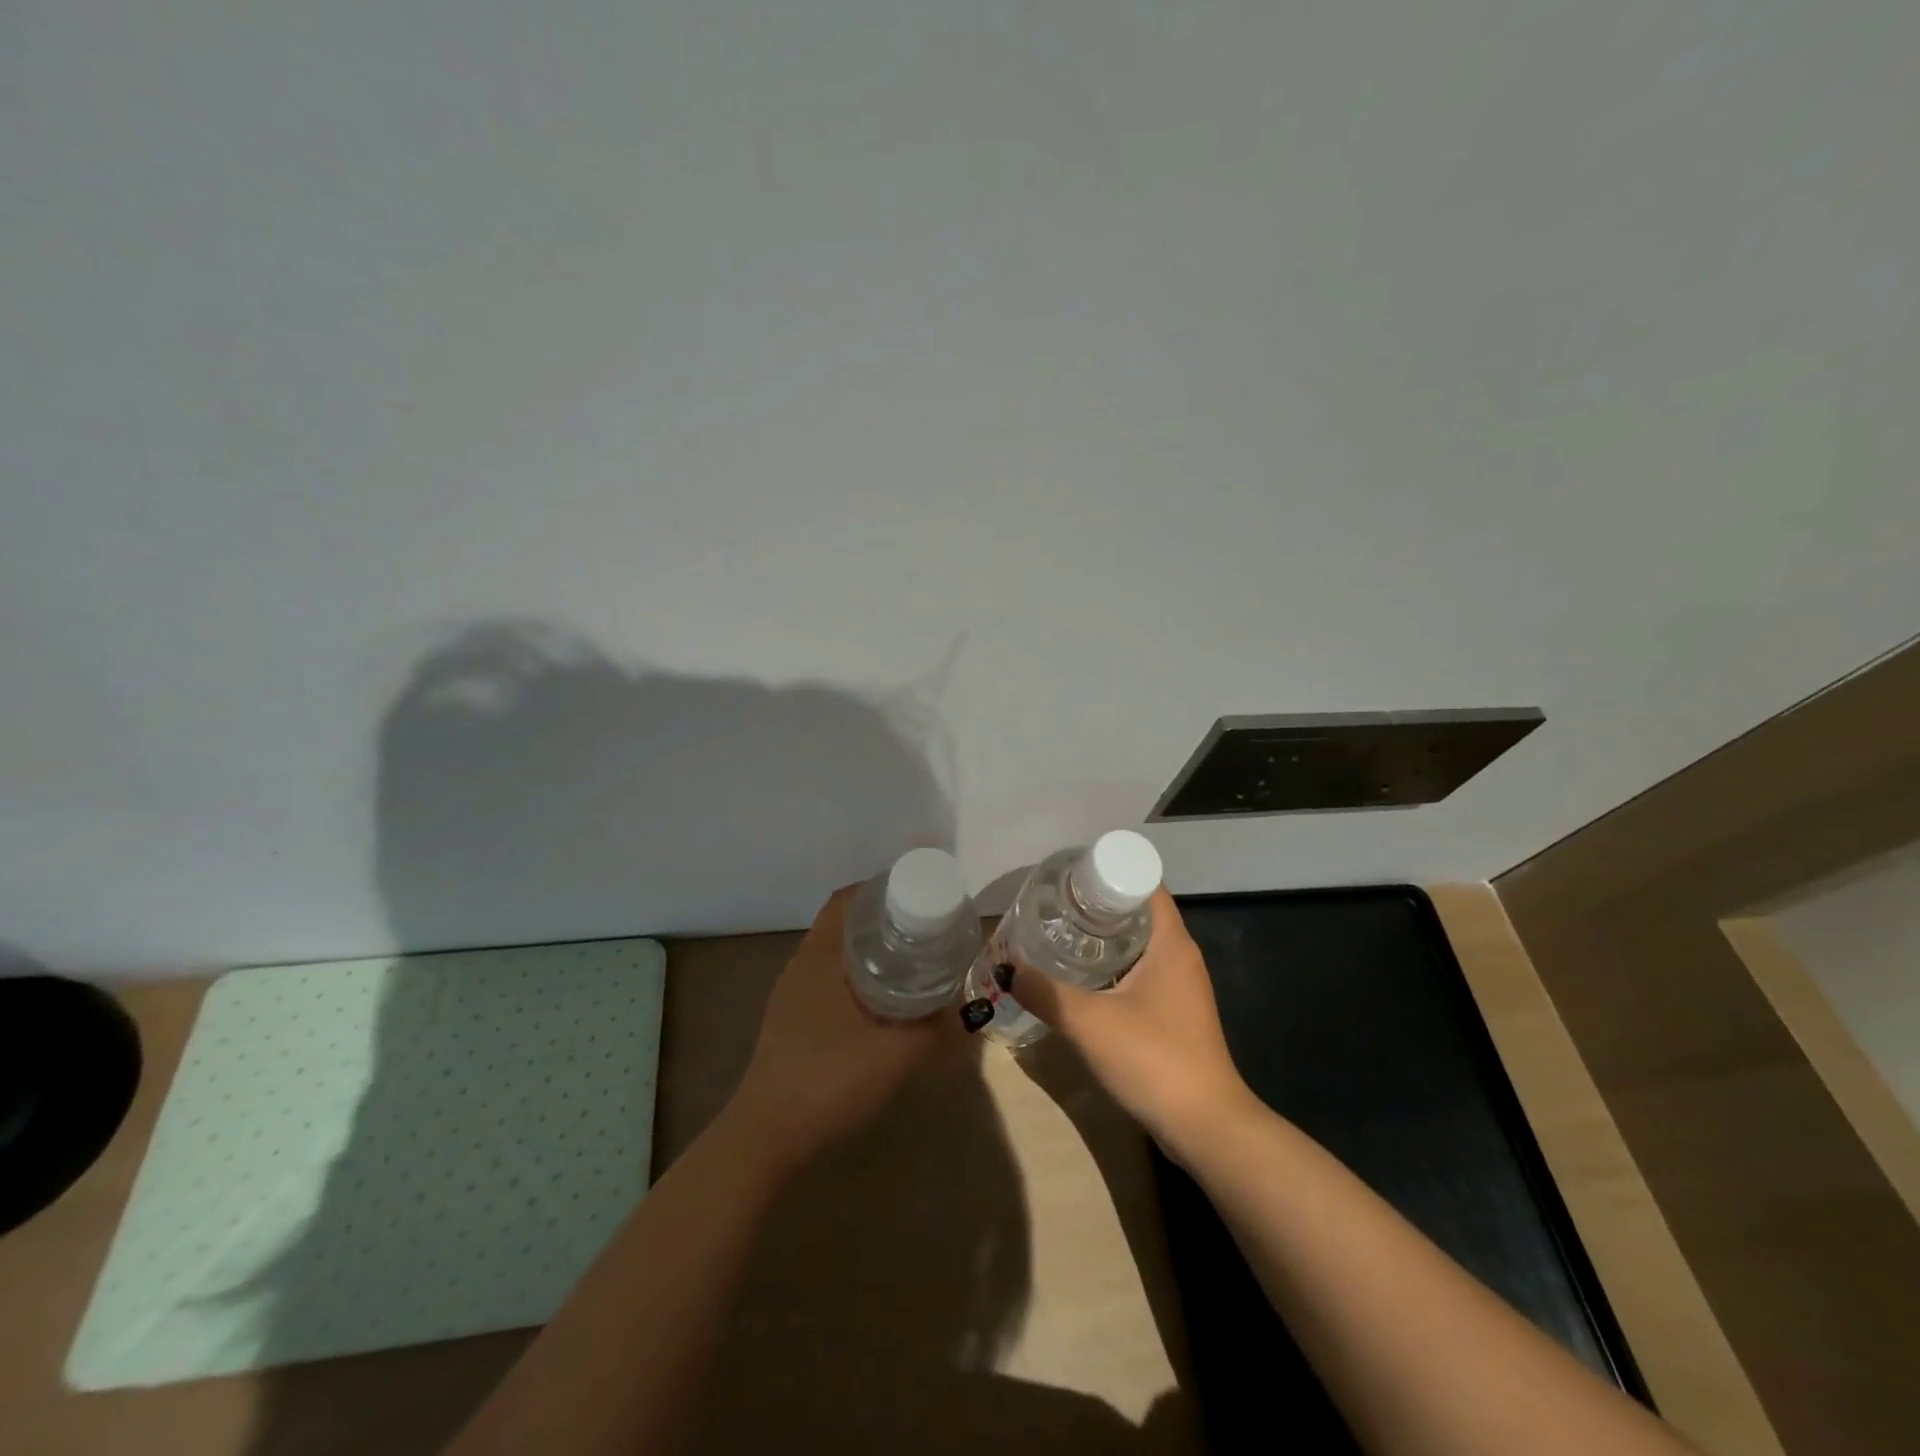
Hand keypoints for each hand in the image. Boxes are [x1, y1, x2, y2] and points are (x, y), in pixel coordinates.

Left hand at [728, 885, 954, 1166]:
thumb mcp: (898, 1055)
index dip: (880, 889)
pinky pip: (827, 979)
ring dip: (868, 949)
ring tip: (909, 958)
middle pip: (842, 924)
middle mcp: (801, 966)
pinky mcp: (788, 1021)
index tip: (917, 893)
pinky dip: (855, 976)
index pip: (846, 900)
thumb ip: (937, 1029)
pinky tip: (880, 1000)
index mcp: (820, 957)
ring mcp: (791, 995)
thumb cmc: (829, 1081)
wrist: (766, 1138)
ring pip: (834, 954)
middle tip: (923, 926)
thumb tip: (967, 1008)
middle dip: (881, 919)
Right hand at [1004, 888, 1255, 1159]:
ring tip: (1058, 936)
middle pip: (1138, 912)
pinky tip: (1080, 981)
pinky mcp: (1176, 1014)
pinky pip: (1140, 974)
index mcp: (1171, 943)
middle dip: (1097, 905)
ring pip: (1138, 946)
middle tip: (1053, 905)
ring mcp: (1181, 987)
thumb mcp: (1089, 1022)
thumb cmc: (1153, 1059)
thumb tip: (1007, 968)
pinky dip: (1112, 968)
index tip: (1070, 876)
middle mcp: (1180, 956)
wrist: (1205, 1128)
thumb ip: (1044, 992)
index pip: (1144, 883)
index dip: (1109, 871)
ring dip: (1102, 939)